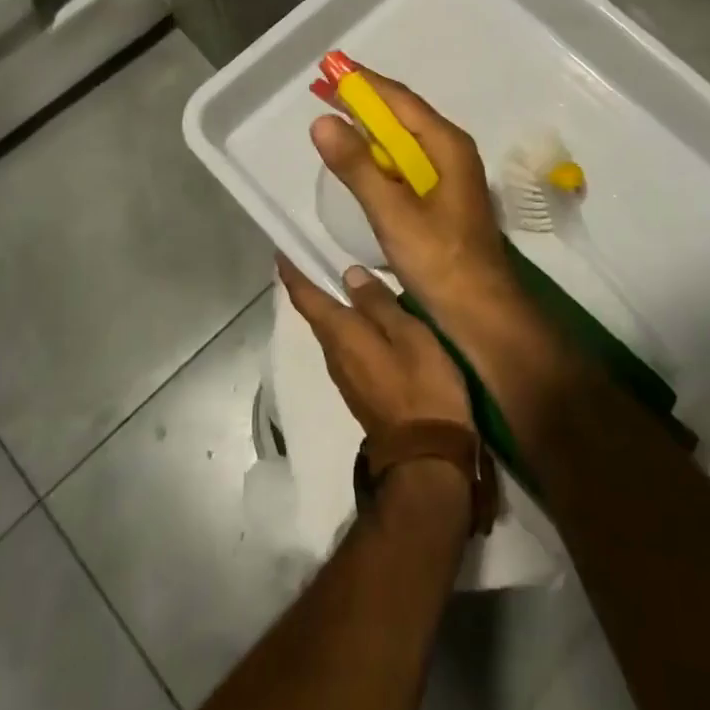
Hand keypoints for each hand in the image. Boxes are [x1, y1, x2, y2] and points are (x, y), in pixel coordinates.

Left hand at [277, 256, 473, 438]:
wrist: (427, 458)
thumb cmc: (421, 389)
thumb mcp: (409, 336)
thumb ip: (379, 304)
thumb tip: (348, 273)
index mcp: (342, 335)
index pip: (307, 298)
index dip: (292, 273)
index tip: (282, 251)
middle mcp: (334, 354)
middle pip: (316, 313)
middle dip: (312, 285)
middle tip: (317, 253)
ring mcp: (346, 375)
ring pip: (332, 330)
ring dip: (332, 305)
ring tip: (344, 278)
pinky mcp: (360, 389)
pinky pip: (347, 345)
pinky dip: (348, 324)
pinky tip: (366, 317)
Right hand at [308, 70, 519, 322]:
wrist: (482, 313)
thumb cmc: (441, 261)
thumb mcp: (392, 213)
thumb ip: (357, 167)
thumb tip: (323, 121)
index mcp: (446, 145)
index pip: (399, 99)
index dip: (363, 82)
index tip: (330, 67)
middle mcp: (450, 151)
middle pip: (401, 114)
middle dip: (362, 100)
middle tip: (323, 89)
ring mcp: (448, 174)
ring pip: (403, 138)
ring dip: (369, 126)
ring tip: (334, 118)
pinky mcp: (441, 197)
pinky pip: (405, 161)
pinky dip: (379, 153)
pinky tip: (360, 160)